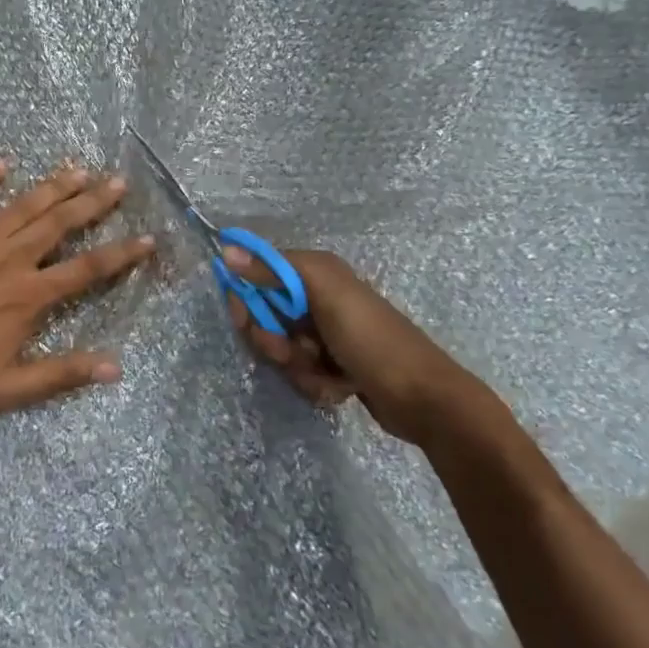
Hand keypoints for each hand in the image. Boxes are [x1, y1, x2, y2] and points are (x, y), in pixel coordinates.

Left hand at [0, 161, 154, 420]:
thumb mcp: (8, 388)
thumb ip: (62, 374)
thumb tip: (115, 367)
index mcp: (28, 296)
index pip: (87, 269)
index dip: (122, 253)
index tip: (148, 238)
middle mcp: (7, 259)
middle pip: (60, 223)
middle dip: (94, 201)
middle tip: (119, 182)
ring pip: (21, 204)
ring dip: (52, 185)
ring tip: (79, 168)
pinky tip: (0, 165)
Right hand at [223, 246, 502, 448]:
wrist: (422, 398)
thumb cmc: (371, 339)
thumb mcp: (324, 295)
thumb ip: (274, 271)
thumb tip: (226, 249)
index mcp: (315, 273)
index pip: (257, 276)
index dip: (246, 299)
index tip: (245, 319)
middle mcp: (317, 299)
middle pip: (265, 318)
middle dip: (274, 342)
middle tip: (295, 352)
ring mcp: (324, 336)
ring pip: (280, 351)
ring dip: (297, 368)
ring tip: (328, 375)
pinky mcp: (331, 366)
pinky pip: (300, 374)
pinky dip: (315, 384)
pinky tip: (339, 387)